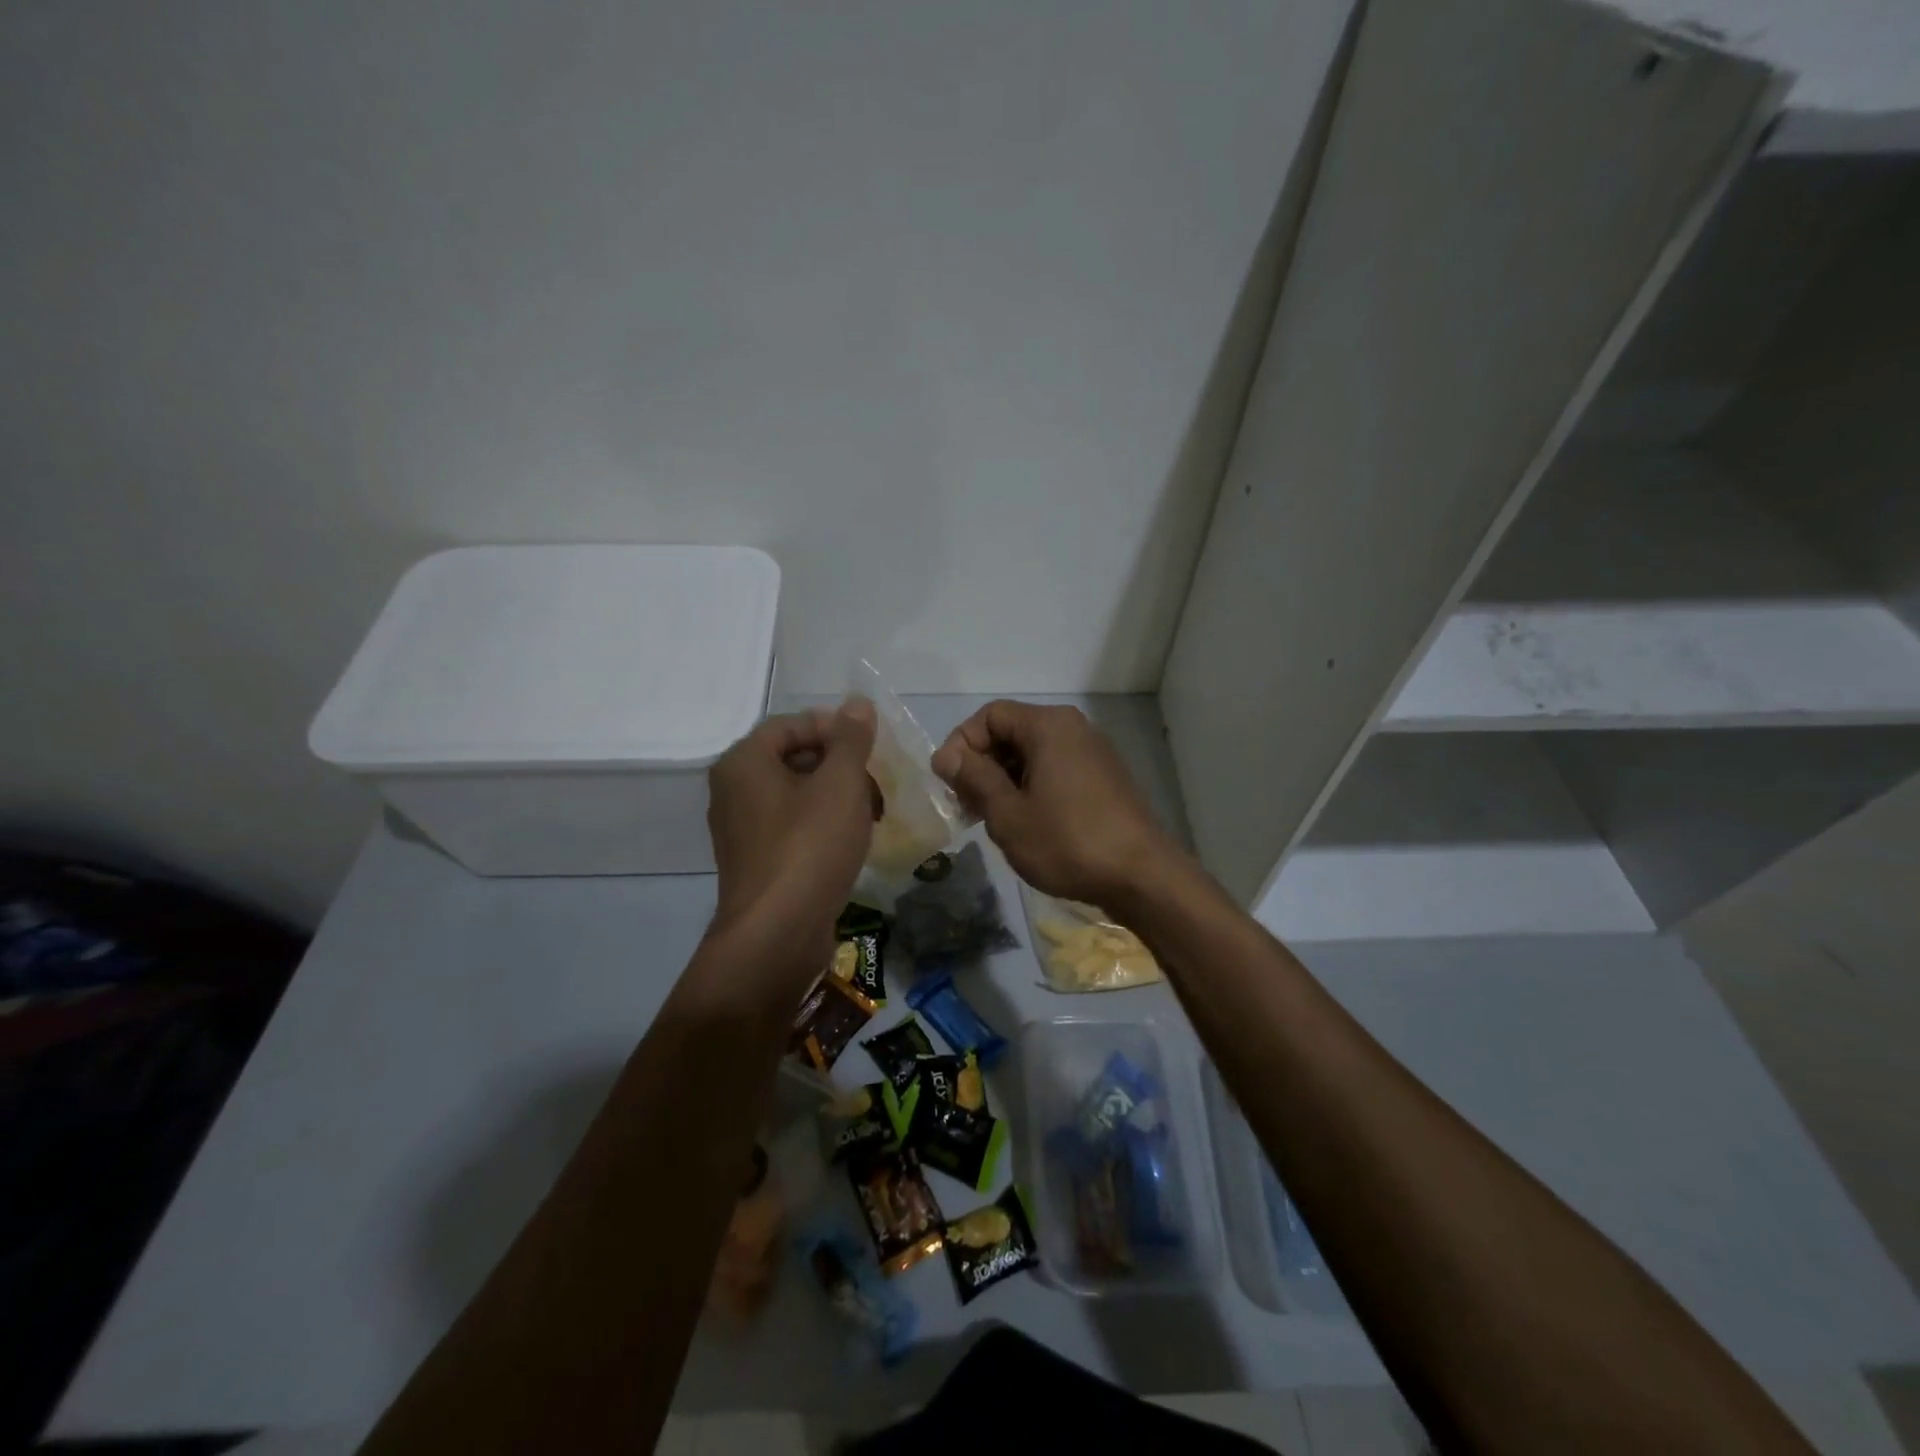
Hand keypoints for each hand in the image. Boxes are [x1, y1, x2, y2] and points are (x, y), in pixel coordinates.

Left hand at [705, 700, 877, 989]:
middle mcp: (733, 790)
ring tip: (873, 813)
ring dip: (837, 796)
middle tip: (876, 781)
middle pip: (793, 758)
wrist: (778, 934)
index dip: (834, 728)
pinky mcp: (756, 861)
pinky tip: (853, 840)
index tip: (870, 747)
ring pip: (797, 794)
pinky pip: (793, 826)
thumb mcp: (841, 783)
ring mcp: (741, 829)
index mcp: (743, 762)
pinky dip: (823, 824)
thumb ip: (852, 739)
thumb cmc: (809, 846)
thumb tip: (857, 703)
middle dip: (841, 765)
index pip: (791, 724)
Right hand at [931, 701, 1175, 909]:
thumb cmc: (1067, 842)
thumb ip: (973, 778)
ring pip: (1033, 754)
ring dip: (1004, 781)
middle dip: (982, 765)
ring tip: (992, 820)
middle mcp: (1073, 728)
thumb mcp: (1008, 813)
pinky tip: (1026, 824)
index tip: (949, 783)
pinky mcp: (1103, 779)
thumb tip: (946, 755)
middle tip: (966, 806)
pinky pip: (1055, 770)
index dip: (961, 744)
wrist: (1142, 876)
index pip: (990, 715)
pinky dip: (1031, 788)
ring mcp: (1093, 753)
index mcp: (1049, 725)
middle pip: (1012, 732)